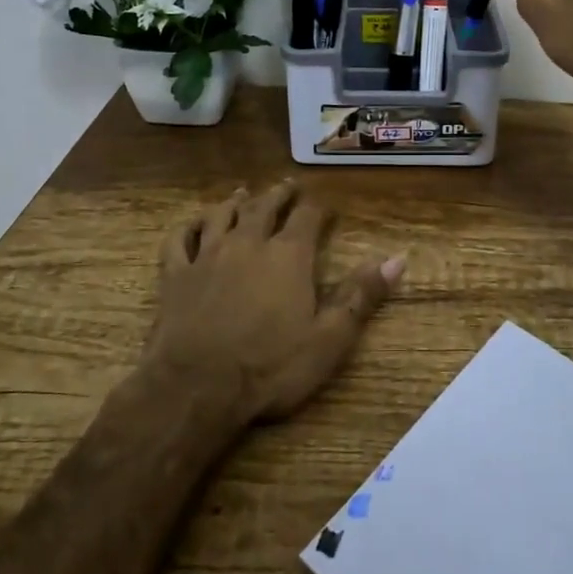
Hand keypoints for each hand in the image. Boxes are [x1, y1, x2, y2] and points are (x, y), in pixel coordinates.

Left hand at [144, 180, 404, 423]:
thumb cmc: (270, 367)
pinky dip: (187, 227)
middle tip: (287, 185)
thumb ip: (361, 296)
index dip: (317, 208)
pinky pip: (179, 240)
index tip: (325, 205)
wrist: (196, 388)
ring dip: (234, 202)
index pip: (307, 218)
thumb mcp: (329, 339)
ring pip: (221, 216)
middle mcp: (248, 244)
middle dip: (278, 194)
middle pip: (264, 207)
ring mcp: (207, 256)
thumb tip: (397, 259)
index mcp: (288, 256)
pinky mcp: (175, 275)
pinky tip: (192, 224)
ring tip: (242, 193)